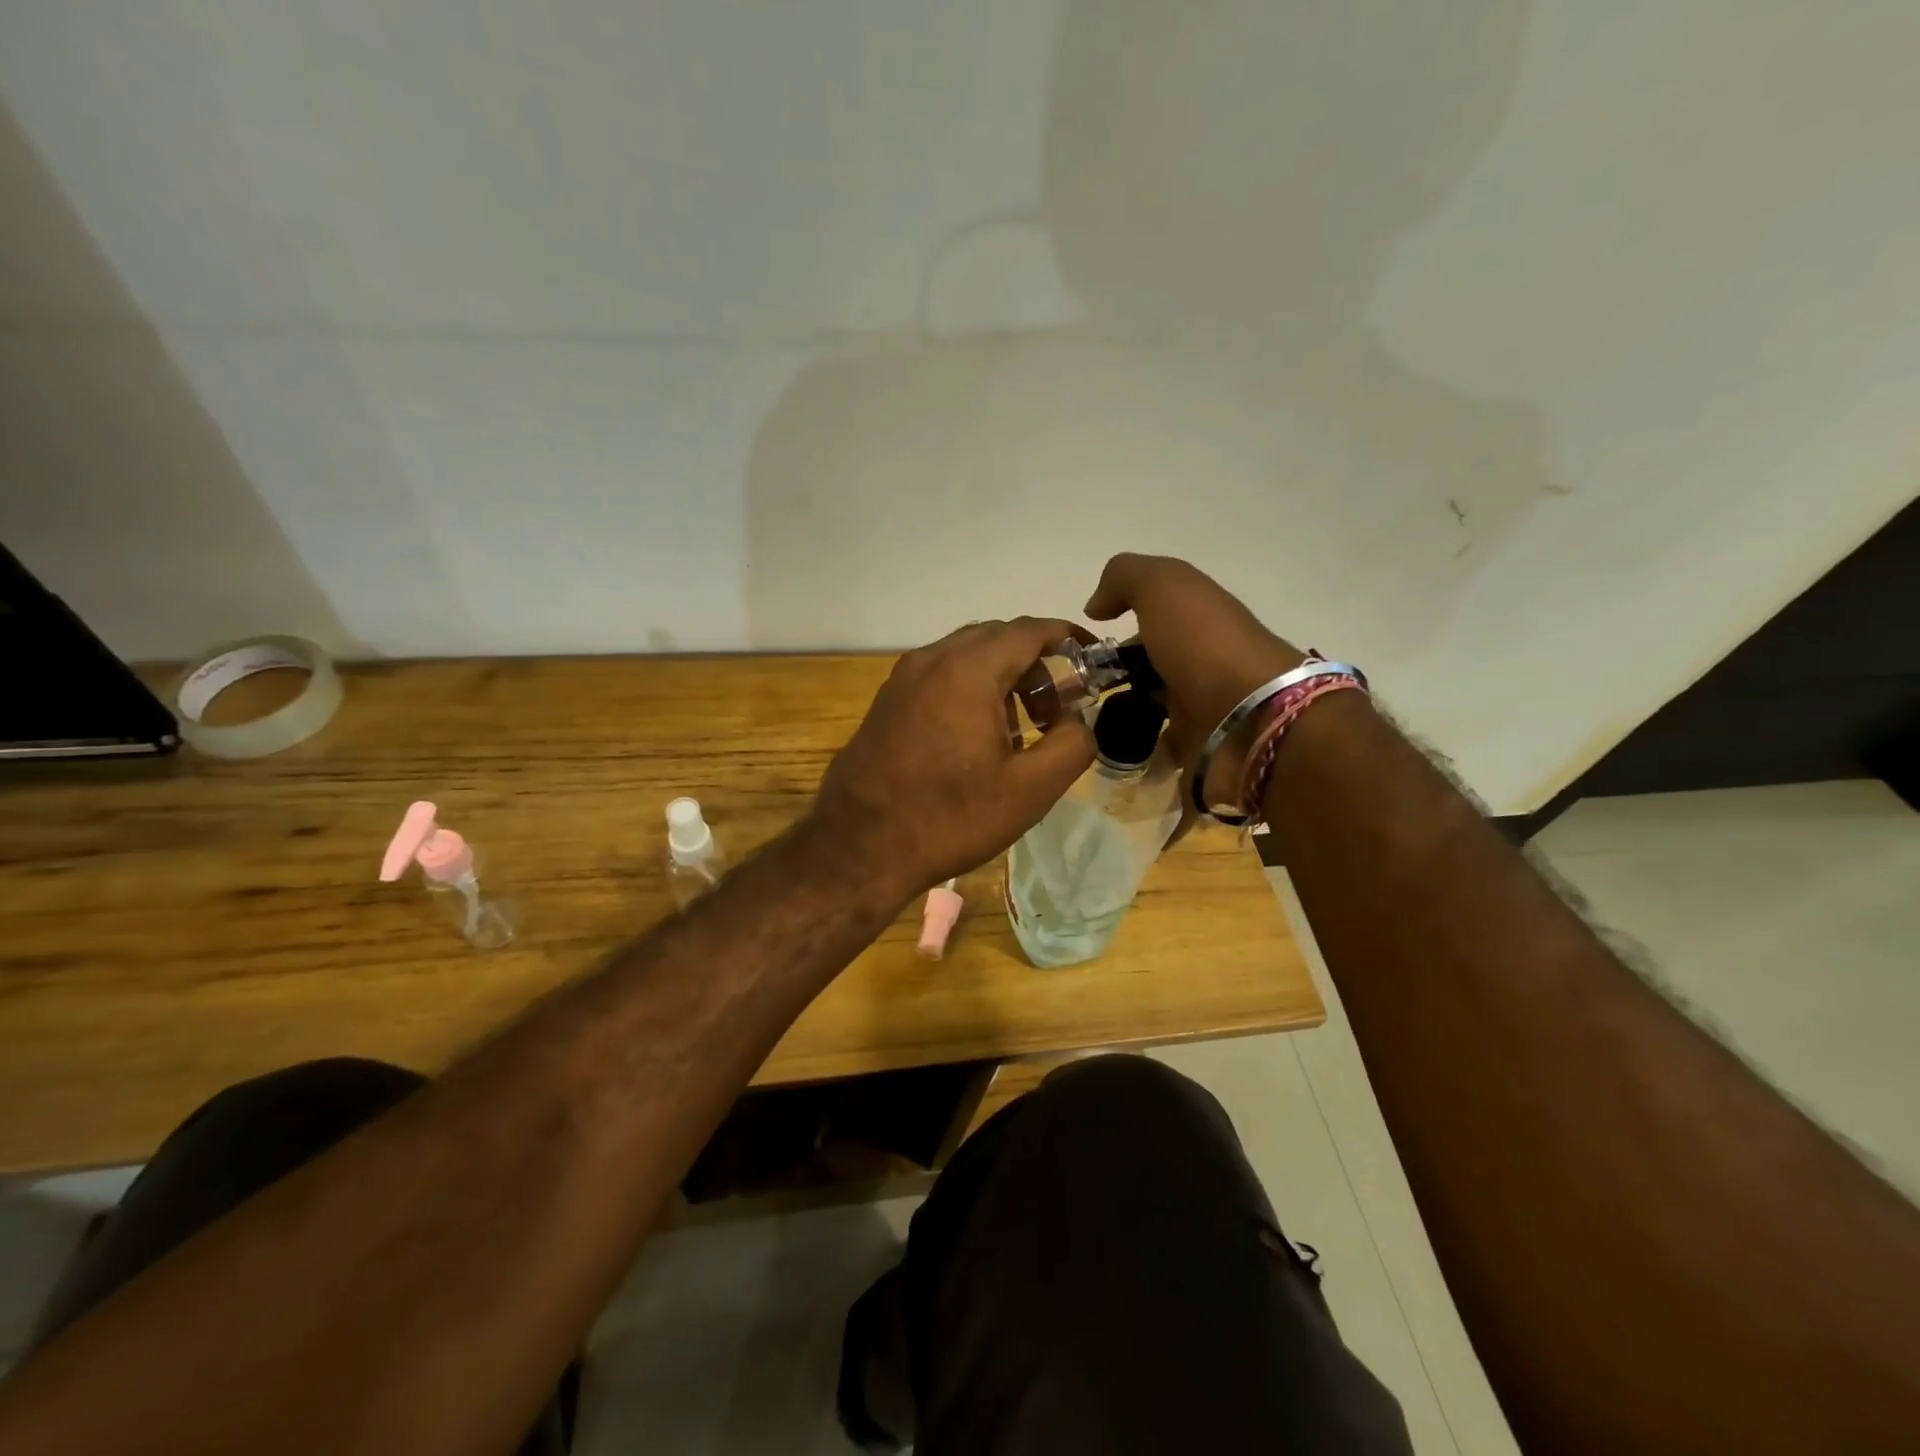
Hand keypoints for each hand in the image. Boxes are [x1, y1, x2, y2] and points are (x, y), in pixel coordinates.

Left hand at [808, 618, 1097, 904]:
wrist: (859, 849)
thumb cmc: (950, 818)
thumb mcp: (1030, 790)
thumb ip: (1073, 743)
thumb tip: (1076, 719)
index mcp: (968, 670)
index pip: (1029, 630)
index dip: (1068, 636)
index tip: (1093, 658)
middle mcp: (931, 660)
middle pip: (997, 638)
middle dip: (1036, 662)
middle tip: (1058, 707)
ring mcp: (901, 679)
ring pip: (965, 656)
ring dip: (1002, 677)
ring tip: (1020, 729)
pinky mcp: (885, 702)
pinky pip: (939, 677)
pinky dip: (970, 688)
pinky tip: (976, 738)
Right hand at [1085, 554, 1303, 805]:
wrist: (1251, 719)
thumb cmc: (1204, 644)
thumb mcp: (1163, 587)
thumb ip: (1124, 579)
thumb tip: (1095, 607)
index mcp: (1196, 619)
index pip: (1148, 620)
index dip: (1114, 630)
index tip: (1080, 649)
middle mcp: (1198, 660)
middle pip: (1145, 666)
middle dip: (1110, 677)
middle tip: (1075, 690)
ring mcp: (1199, 707)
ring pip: (1148, 707)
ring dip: (1119, 714)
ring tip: (1083, 723)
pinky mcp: (1196, 750)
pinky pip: (1156, 748)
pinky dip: (1135, 750)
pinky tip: (1108, 752)